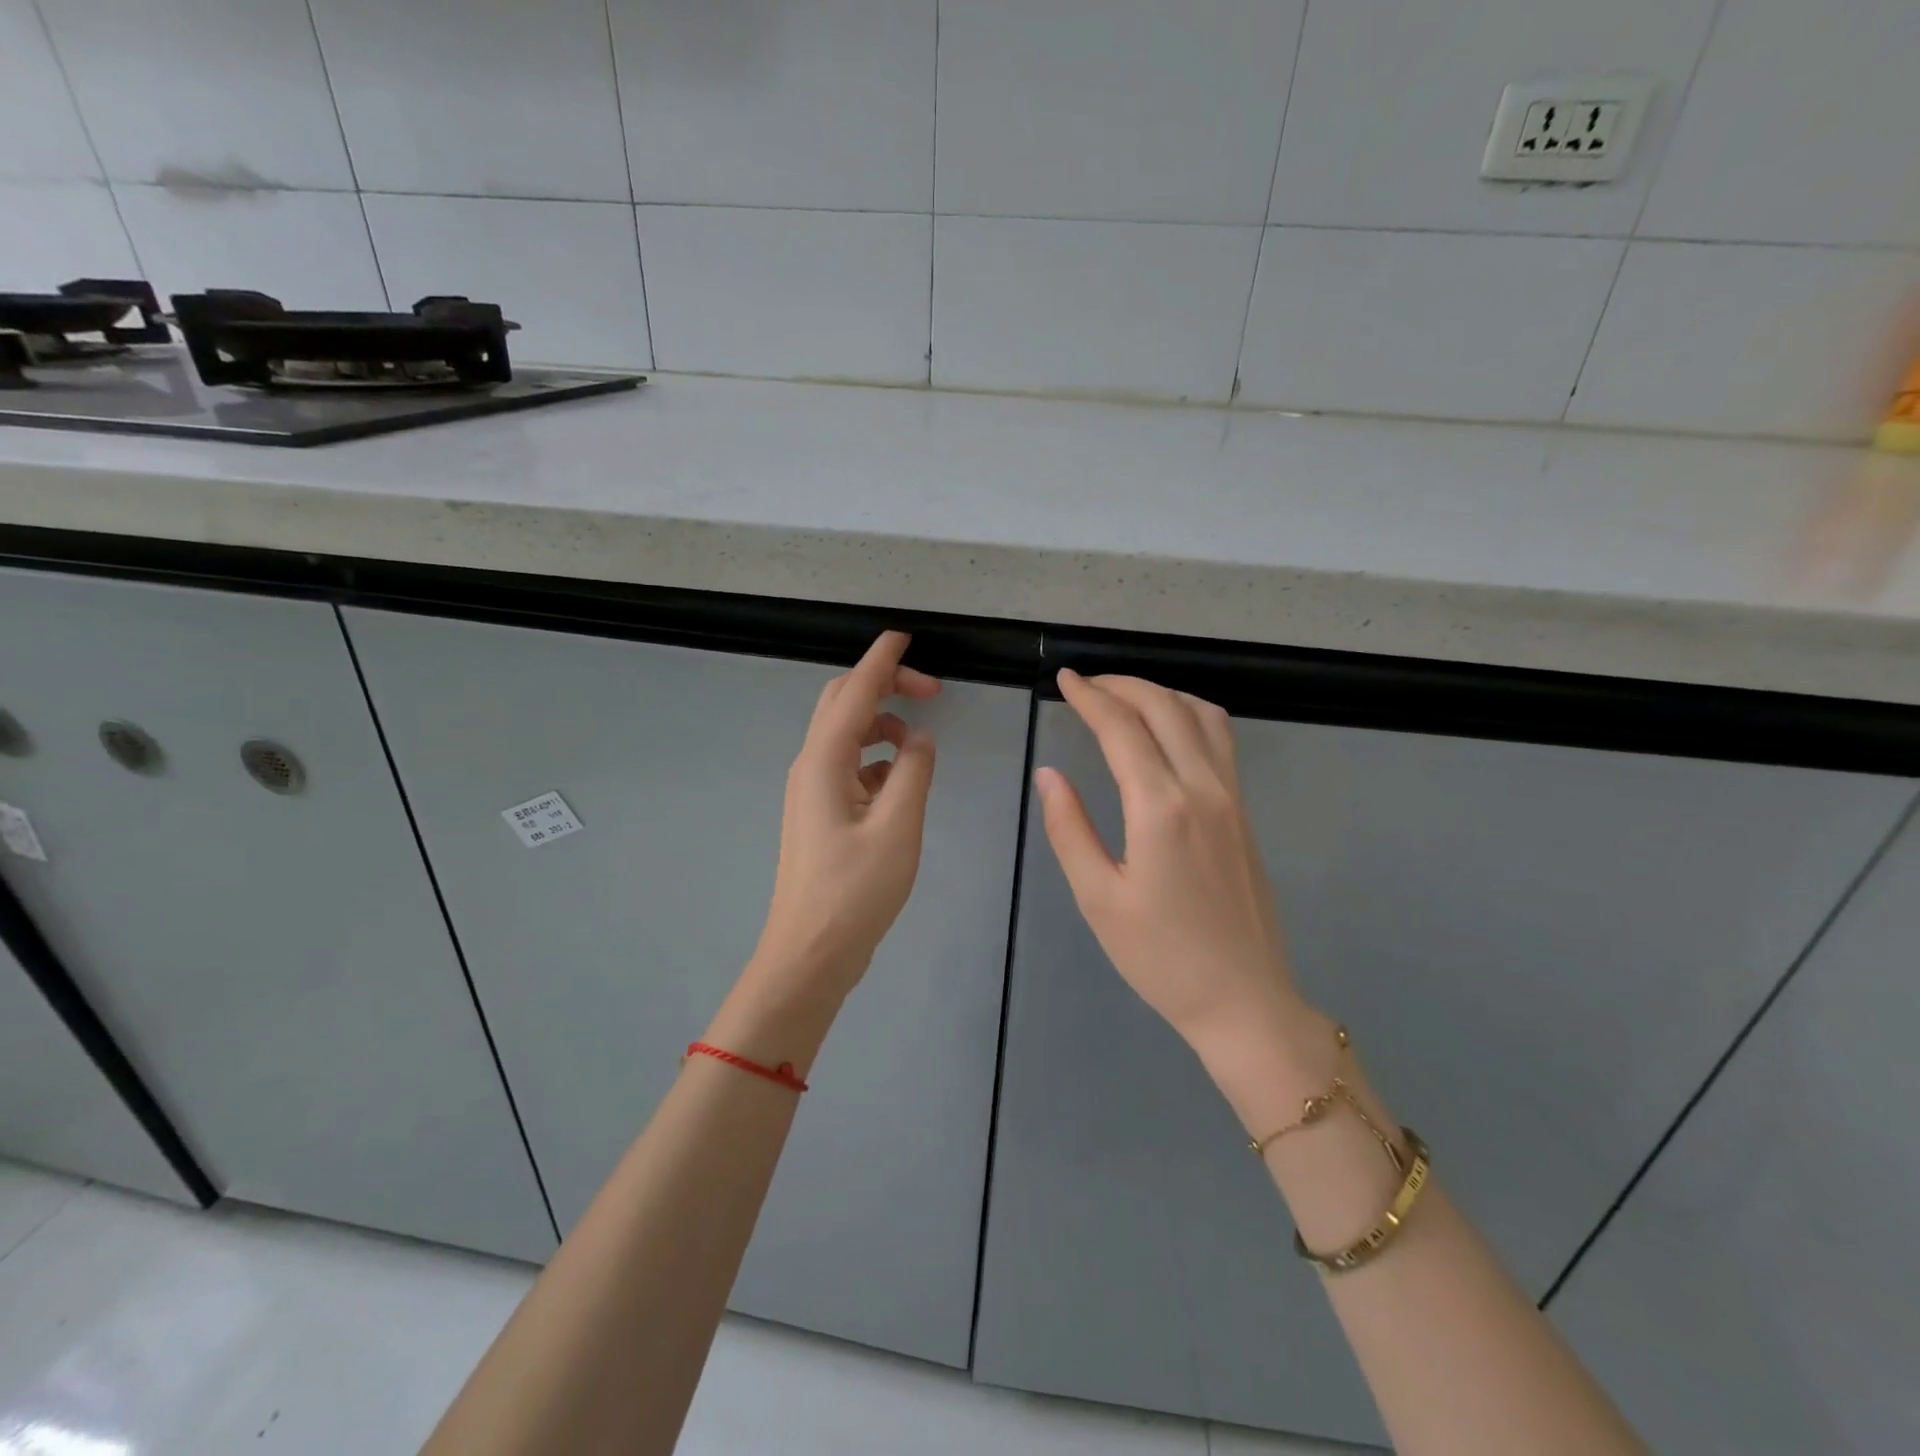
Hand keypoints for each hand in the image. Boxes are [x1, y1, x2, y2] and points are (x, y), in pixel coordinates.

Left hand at [748, 631, 939, 1006]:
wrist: (809, 953)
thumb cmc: (854, 892)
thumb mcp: (898, 827)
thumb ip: (913, 772)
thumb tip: (918, 740)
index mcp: (825, 762)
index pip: (854, 691)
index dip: (881, 660)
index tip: (904, 635)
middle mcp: (811, 766)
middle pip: (842, 704)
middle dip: (884, 686)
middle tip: (931, 691)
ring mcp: (812, 791)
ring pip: (846, 735)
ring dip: (882, 724)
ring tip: (921, 742)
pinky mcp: (820, 813)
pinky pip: (849, 766)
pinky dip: (877, 758)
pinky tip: (900, 781)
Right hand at [1035, 670, 1319, 1068]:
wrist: (1243, 999)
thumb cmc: (1161, 957)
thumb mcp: (1098, 898)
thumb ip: (1069, 829)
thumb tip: (1049, 775)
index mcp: (1160, 809)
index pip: (1122, 729)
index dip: (1089, 697)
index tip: (1064, 680)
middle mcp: (1202, 789)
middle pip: (1164, 707)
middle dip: (1122, 684)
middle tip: (1085, 684)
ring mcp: (1232, 797)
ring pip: (1201, 715)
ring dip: (1160, 693)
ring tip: (1123, 697)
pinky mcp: (1245, 811)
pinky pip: (1220, 740)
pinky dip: (1189, 714)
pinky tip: (1167, 728)